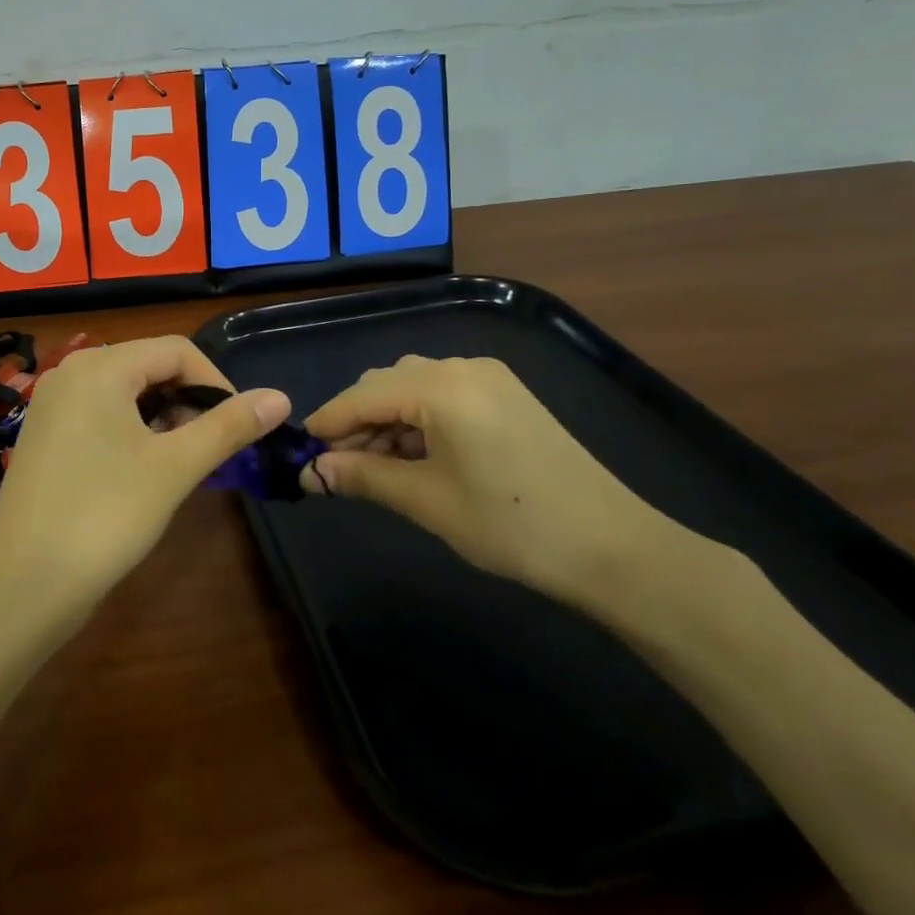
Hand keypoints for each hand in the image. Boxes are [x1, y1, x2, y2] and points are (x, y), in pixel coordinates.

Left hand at [0, 336, 290, 618]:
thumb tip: (281, 398)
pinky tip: (147, 469)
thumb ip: (229, 426)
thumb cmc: (104, 517)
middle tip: (213, 448)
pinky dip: (135, 431)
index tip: (240, 426)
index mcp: (100, 367)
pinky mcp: (46, 436)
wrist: (21, 588)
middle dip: (190, 400)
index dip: (217, 382)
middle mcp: (71, 373)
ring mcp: (53, 405)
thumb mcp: (175, 467)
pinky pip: (102, 415)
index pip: (177, 350)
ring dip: (165, 418)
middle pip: (150, 366)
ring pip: (127, 393)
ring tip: (185, 461)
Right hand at [302, 355, 686, 609]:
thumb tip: (311, 473)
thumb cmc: (511, 525)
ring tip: (377, 468)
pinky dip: (420, 420)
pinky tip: (416, 456)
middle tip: (340, 469)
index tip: (301, 452)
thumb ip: (362, 477)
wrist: (612, 547)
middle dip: (358, 421)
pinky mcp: (508, 395)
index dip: (329, 422)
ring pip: (415, 387)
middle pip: (388, 383)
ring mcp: (491, 378)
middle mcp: (463, 367)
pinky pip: (445, 394)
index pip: (364, 394)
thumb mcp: (426, 501)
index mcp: (442, 386)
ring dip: (388, 420)